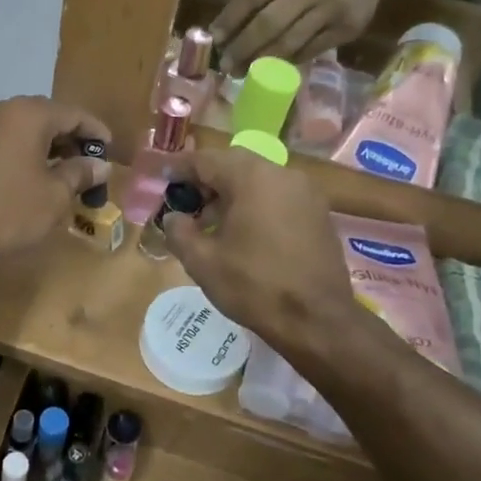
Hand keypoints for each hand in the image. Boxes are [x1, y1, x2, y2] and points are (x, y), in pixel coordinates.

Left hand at [0, 96, 110, 269]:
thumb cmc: (10, 212)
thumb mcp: (55, 196)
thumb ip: (80, 173)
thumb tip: (99, 165)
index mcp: (26, 115)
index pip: (72, 113)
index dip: (94, 132)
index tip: (108, 150)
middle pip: (39, 118)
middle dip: (63, 139)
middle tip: (80, 164)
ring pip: (9, 132)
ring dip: (31, 148)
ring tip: (46, 174)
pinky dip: (3, 160)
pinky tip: (9, 184)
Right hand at [160, 146, 368, 357]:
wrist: (317, 320)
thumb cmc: (254, 286)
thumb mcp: (202, 262)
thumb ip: (179, 231)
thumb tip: (174, 217)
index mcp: (252, 178)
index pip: (206, 160)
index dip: (180, 169)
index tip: (162, 180)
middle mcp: (282, 174)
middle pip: (234, 164)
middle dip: (207, 180)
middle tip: (186, 203)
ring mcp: (306, 193)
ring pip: (258, 179)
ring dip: (232, 193)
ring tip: (211, 223)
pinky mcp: (318, 213)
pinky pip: (278, 196)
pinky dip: (256, 204)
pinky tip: (243, 233)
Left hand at [210, 0, 392, 70]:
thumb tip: (226, 28)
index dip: (231, 18)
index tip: (214, 37)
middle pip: (270, 22)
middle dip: (243, 46)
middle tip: (226, 64)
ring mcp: (335, 7)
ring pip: (289, 42)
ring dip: (261, 60)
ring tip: (242, 71)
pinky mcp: (348, 29)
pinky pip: (309, 51)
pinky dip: (287, 61)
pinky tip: (271, 68)